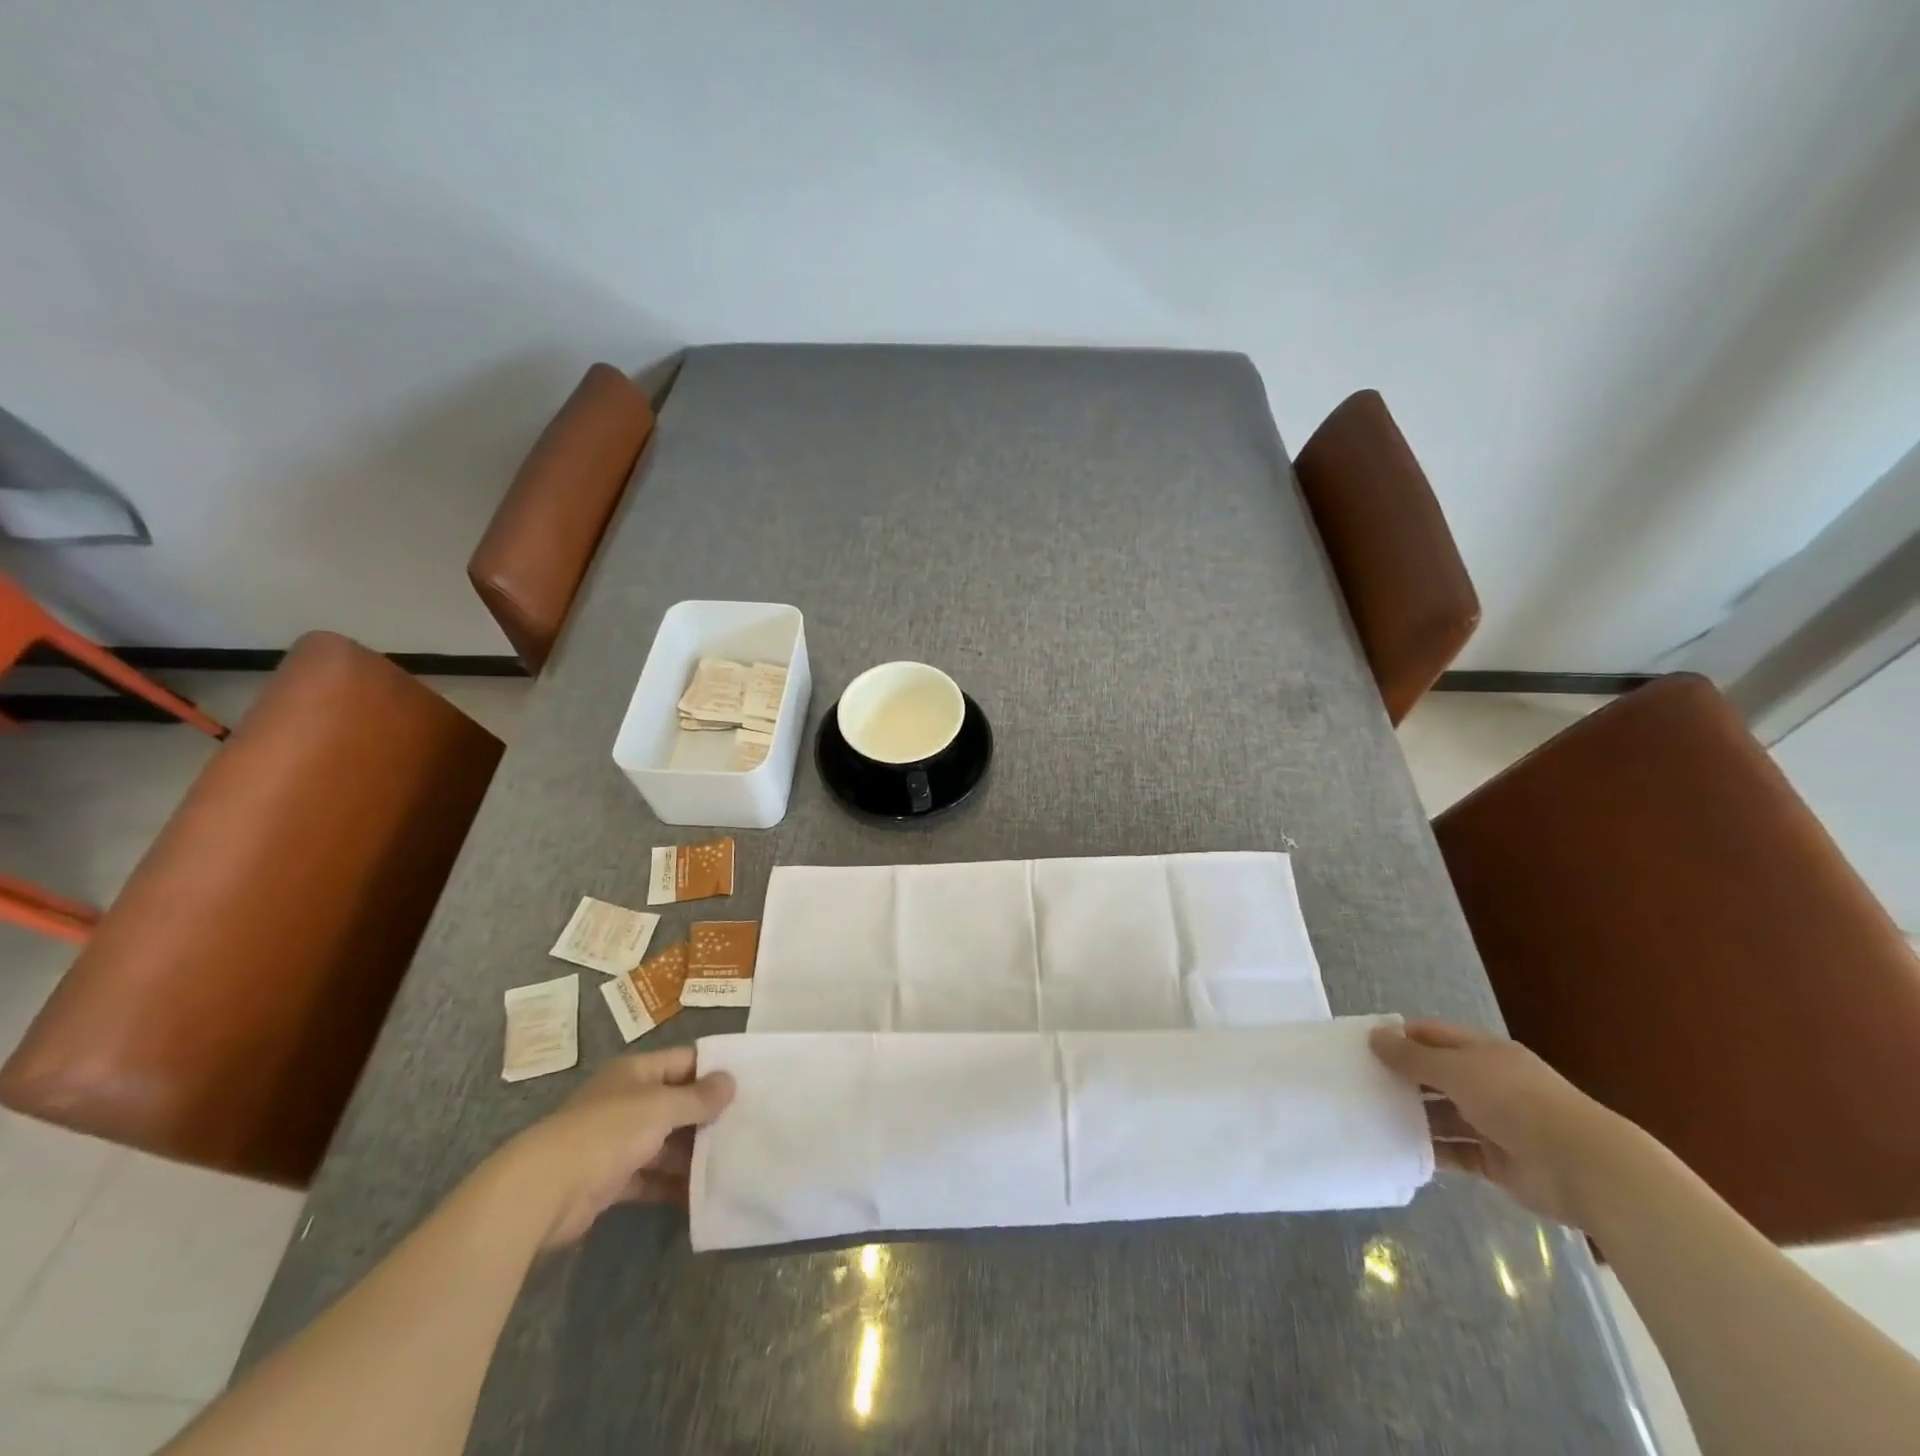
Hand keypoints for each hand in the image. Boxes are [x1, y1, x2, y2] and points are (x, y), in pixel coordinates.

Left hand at [498, 1047, 734, 1246]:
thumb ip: (698, 1098)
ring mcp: (616, 1142)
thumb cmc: (608, 1132)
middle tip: (748, 1125)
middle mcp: (626, 1101)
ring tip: (732, 1161)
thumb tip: (730, 1082)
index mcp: (635, 1073)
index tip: (749, 1082)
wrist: (544, 1192)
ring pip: (664, 1142)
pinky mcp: (609, 1180)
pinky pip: (650, 1178)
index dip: (713, 1069)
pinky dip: (672, 1185)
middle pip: (675, 1103)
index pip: (683, 1061)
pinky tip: (702, 1194)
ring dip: (692, 1154)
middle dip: (707, 1115)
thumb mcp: (661, 1107)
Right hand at [1369, 1018, 1629, 1227]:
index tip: (1362, 1046)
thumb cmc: (1515, 1102)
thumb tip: (1373, 1037)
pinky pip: (1455, 1152)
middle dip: (1401, 1078)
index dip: (1398, 1037)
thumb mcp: (1456, 1070)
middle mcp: (1487, 1083)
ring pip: (1442, 1115)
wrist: (1583, 1168)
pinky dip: (1431, 1151)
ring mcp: (1493, 1123)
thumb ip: (1412, 1057)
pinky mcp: (1496, 1161)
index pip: (1431, 1036)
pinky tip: (1398, 1149)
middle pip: (1434, 1075)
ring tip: (1370, 1117)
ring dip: (1412, 1117)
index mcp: (1482, 1052)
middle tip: (1357, 1083)